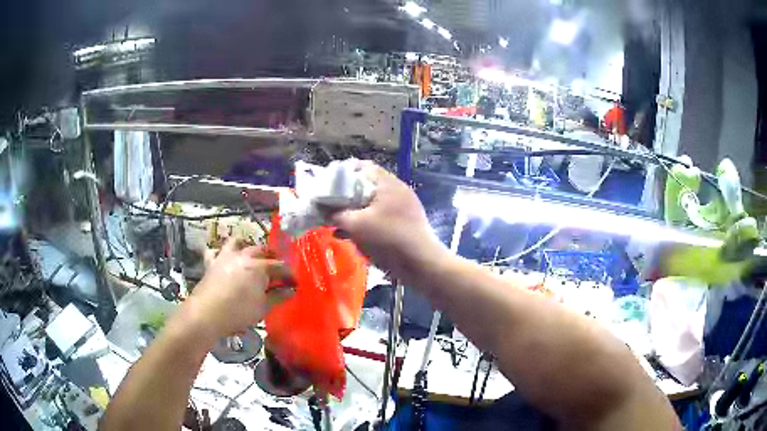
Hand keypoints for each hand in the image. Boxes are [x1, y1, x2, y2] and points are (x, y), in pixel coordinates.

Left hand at [186, 239, 293, 339]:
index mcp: (259, 266)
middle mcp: (243, 256)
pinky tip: (223, 259)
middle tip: (276, 270)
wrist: (206, 313)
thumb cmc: (238, 312)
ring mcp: (225, 256)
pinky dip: (220, 253)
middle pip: (261, 250)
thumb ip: (278, 296)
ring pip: (238, 242)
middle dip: (271, 258)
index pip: (280, 267)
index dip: (289, 274)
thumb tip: (291, 290)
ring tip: (250, 255)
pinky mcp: (211, 263)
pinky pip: (215, 251)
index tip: (295, 283)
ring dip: (246, 246)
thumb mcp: (263, 307)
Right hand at [330, 162, 446, 282]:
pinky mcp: (405, 223)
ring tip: (338, 223)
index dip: (343, 174)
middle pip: (367, 186)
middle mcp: (398, 190)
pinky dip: (366, 222)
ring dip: (355, 212)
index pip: (363, 167)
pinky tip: (352, 235)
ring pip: (373, 204)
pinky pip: (381, 217)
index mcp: (388, 184)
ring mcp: (404, 207)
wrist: (420, 263)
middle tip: (331, 206)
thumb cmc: (386, 238)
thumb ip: (336, 214)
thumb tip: (323, 209)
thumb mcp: (355, 225)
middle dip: (347, 196)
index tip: (329, 186)